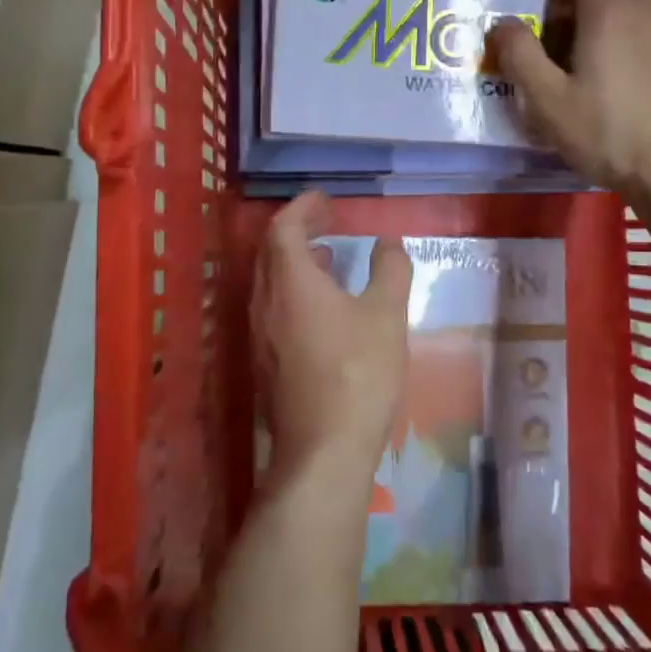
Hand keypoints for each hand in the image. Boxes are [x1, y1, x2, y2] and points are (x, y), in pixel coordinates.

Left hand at [252, 192, 412, 482]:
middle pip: (271, 252)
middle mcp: (265, 302)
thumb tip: (388, 242)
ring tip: (329, 257)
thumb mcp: (386, 315)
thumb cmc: (359, 373)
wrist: (323, 451)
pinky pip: (273, 307)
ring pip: (270, 281)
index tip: (327, 200)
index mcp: (290, 282)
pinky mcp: (265, 361)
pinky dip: (294, 289)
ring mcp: (260, 334)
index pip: (284, 228)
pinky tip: (323, 306)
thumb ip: (390, 270)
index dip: (303, 207)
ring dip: (295, 260)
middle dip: (298, 229)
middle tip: (328, 221)